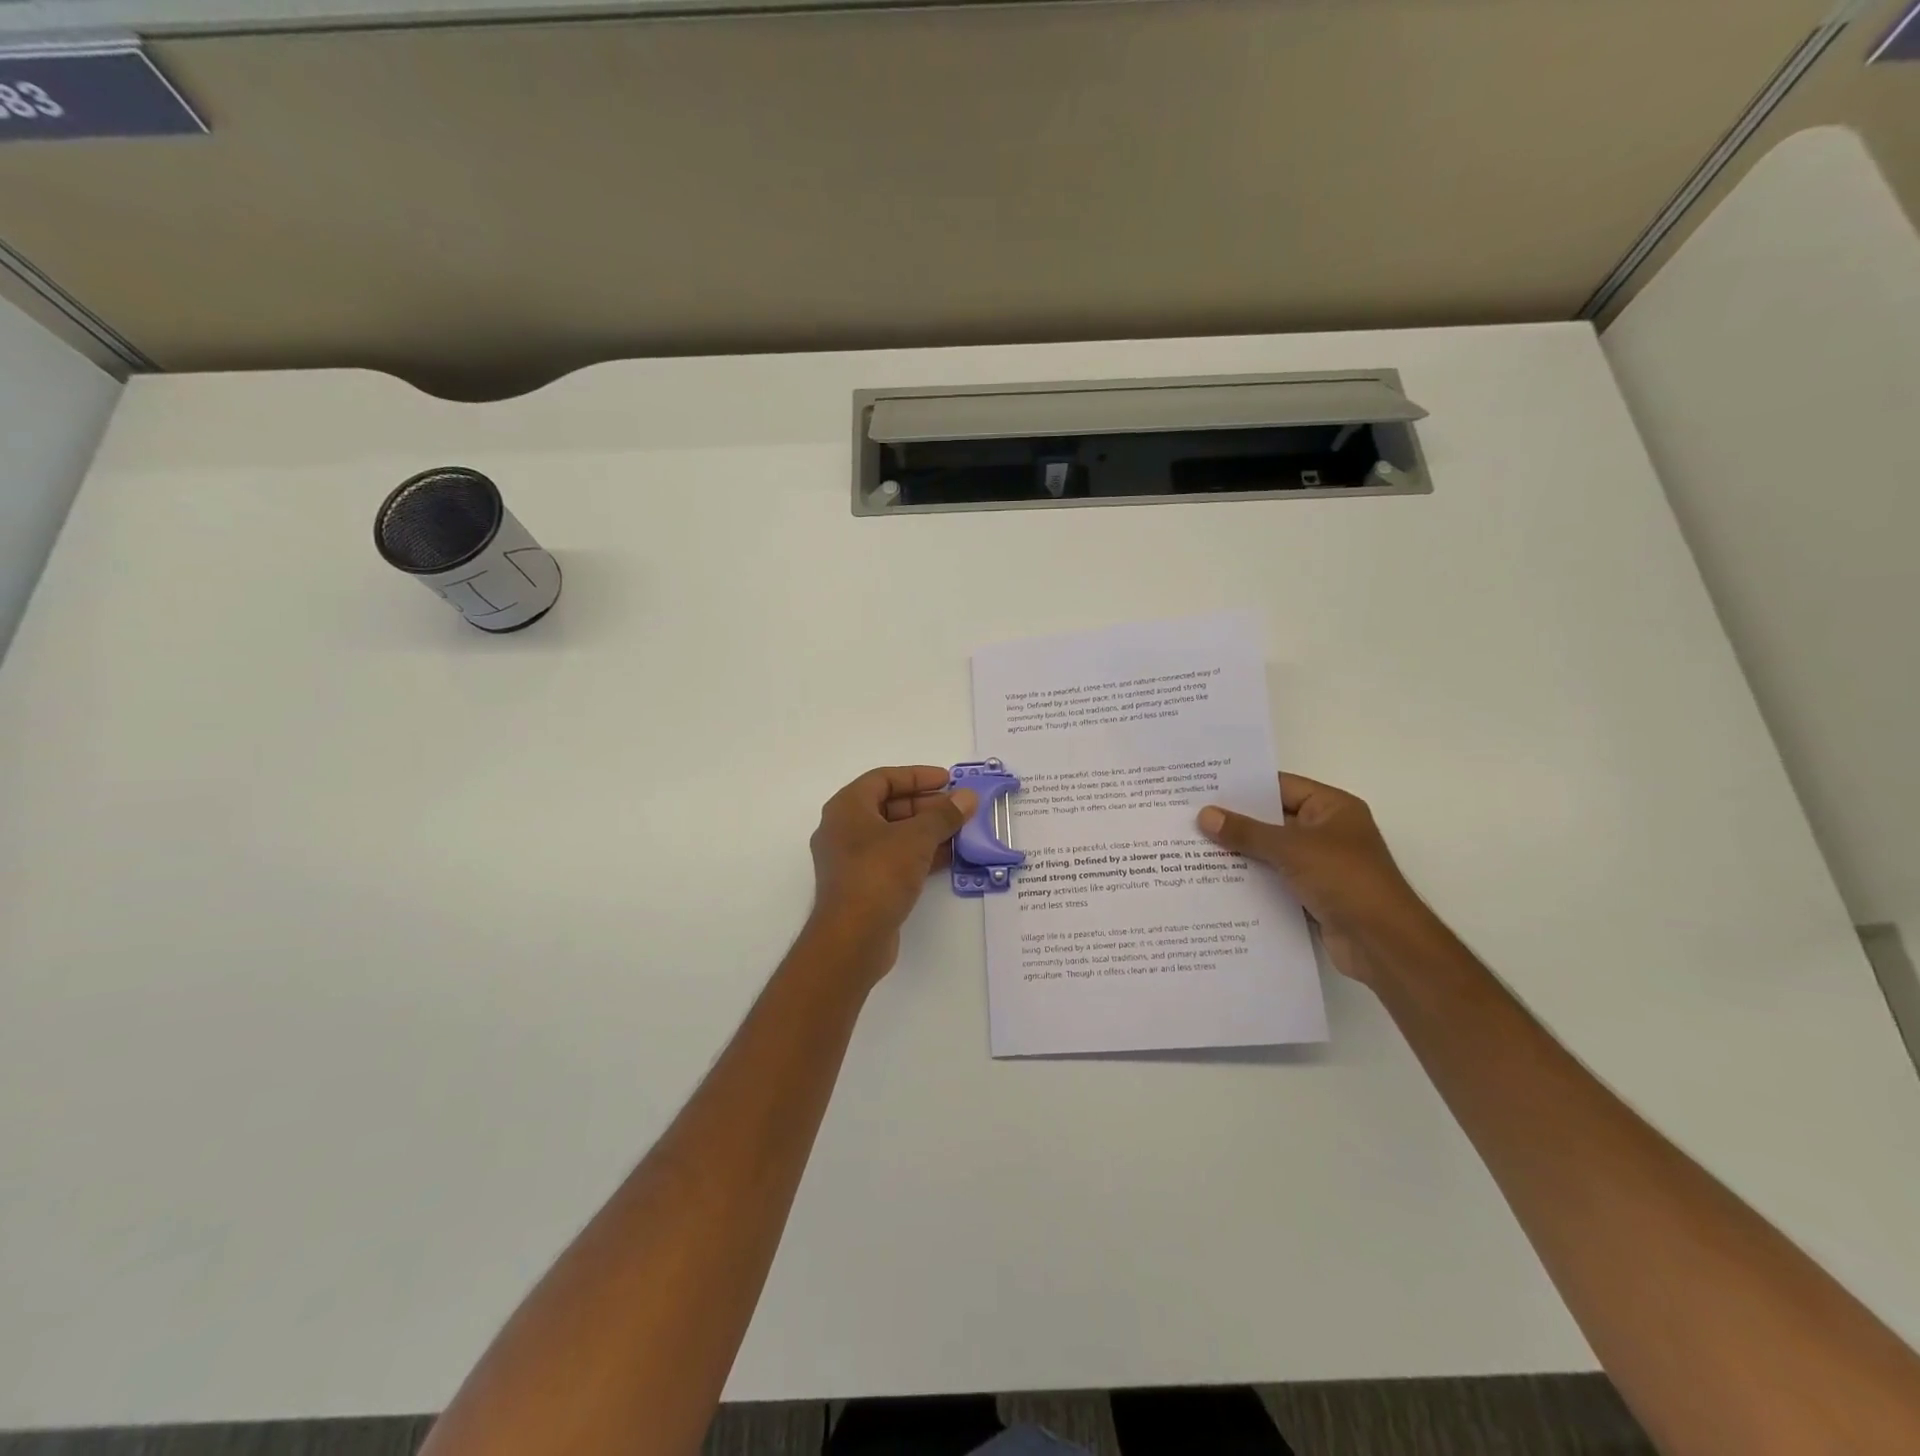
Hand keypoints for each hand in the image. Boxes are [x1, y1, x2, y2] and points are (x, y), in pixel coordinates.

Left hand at [807, 766, 977, 984]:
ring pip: (893, 835)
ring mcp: (851, 859)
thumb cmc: (879, 875)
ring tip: (961, 831)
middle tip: (959, 807)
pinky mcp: (862, 885)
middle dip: (926, 805)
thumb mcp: (916, 839)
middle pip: (889, 806)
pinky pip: (894, 859)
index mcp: (847, 807)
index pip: (883, 778)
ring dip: (926, 831)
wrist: (852, 939)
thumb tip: (967, 797)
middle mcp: (844, 829)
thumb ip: (944, 815)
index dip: (917, 776)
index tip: (948, 780)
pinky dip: (919, 854)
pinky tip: (948, 857)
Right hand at [1197, 774, 1428, 983]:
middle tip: (1189, 816)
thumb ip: (1247, 831)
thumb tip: (1205, 815)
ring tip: (1192, 847)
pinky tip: (1214, 880)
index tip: (1203, 787)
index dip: (1243, 787)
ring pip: (1270, 852)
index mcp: (1332, 808)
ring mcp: (1320, 865)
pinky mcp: (1312, 895)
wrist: (1382, 943)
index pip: (1280, 786)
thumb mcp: (1292, 848)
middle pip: (1272, 819)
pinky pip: (1273, 879)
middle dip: (1235, 821)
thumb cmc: (1345, 879)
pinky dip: (1250, 879)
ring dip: (1239, 852)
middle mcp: (1326, 832)